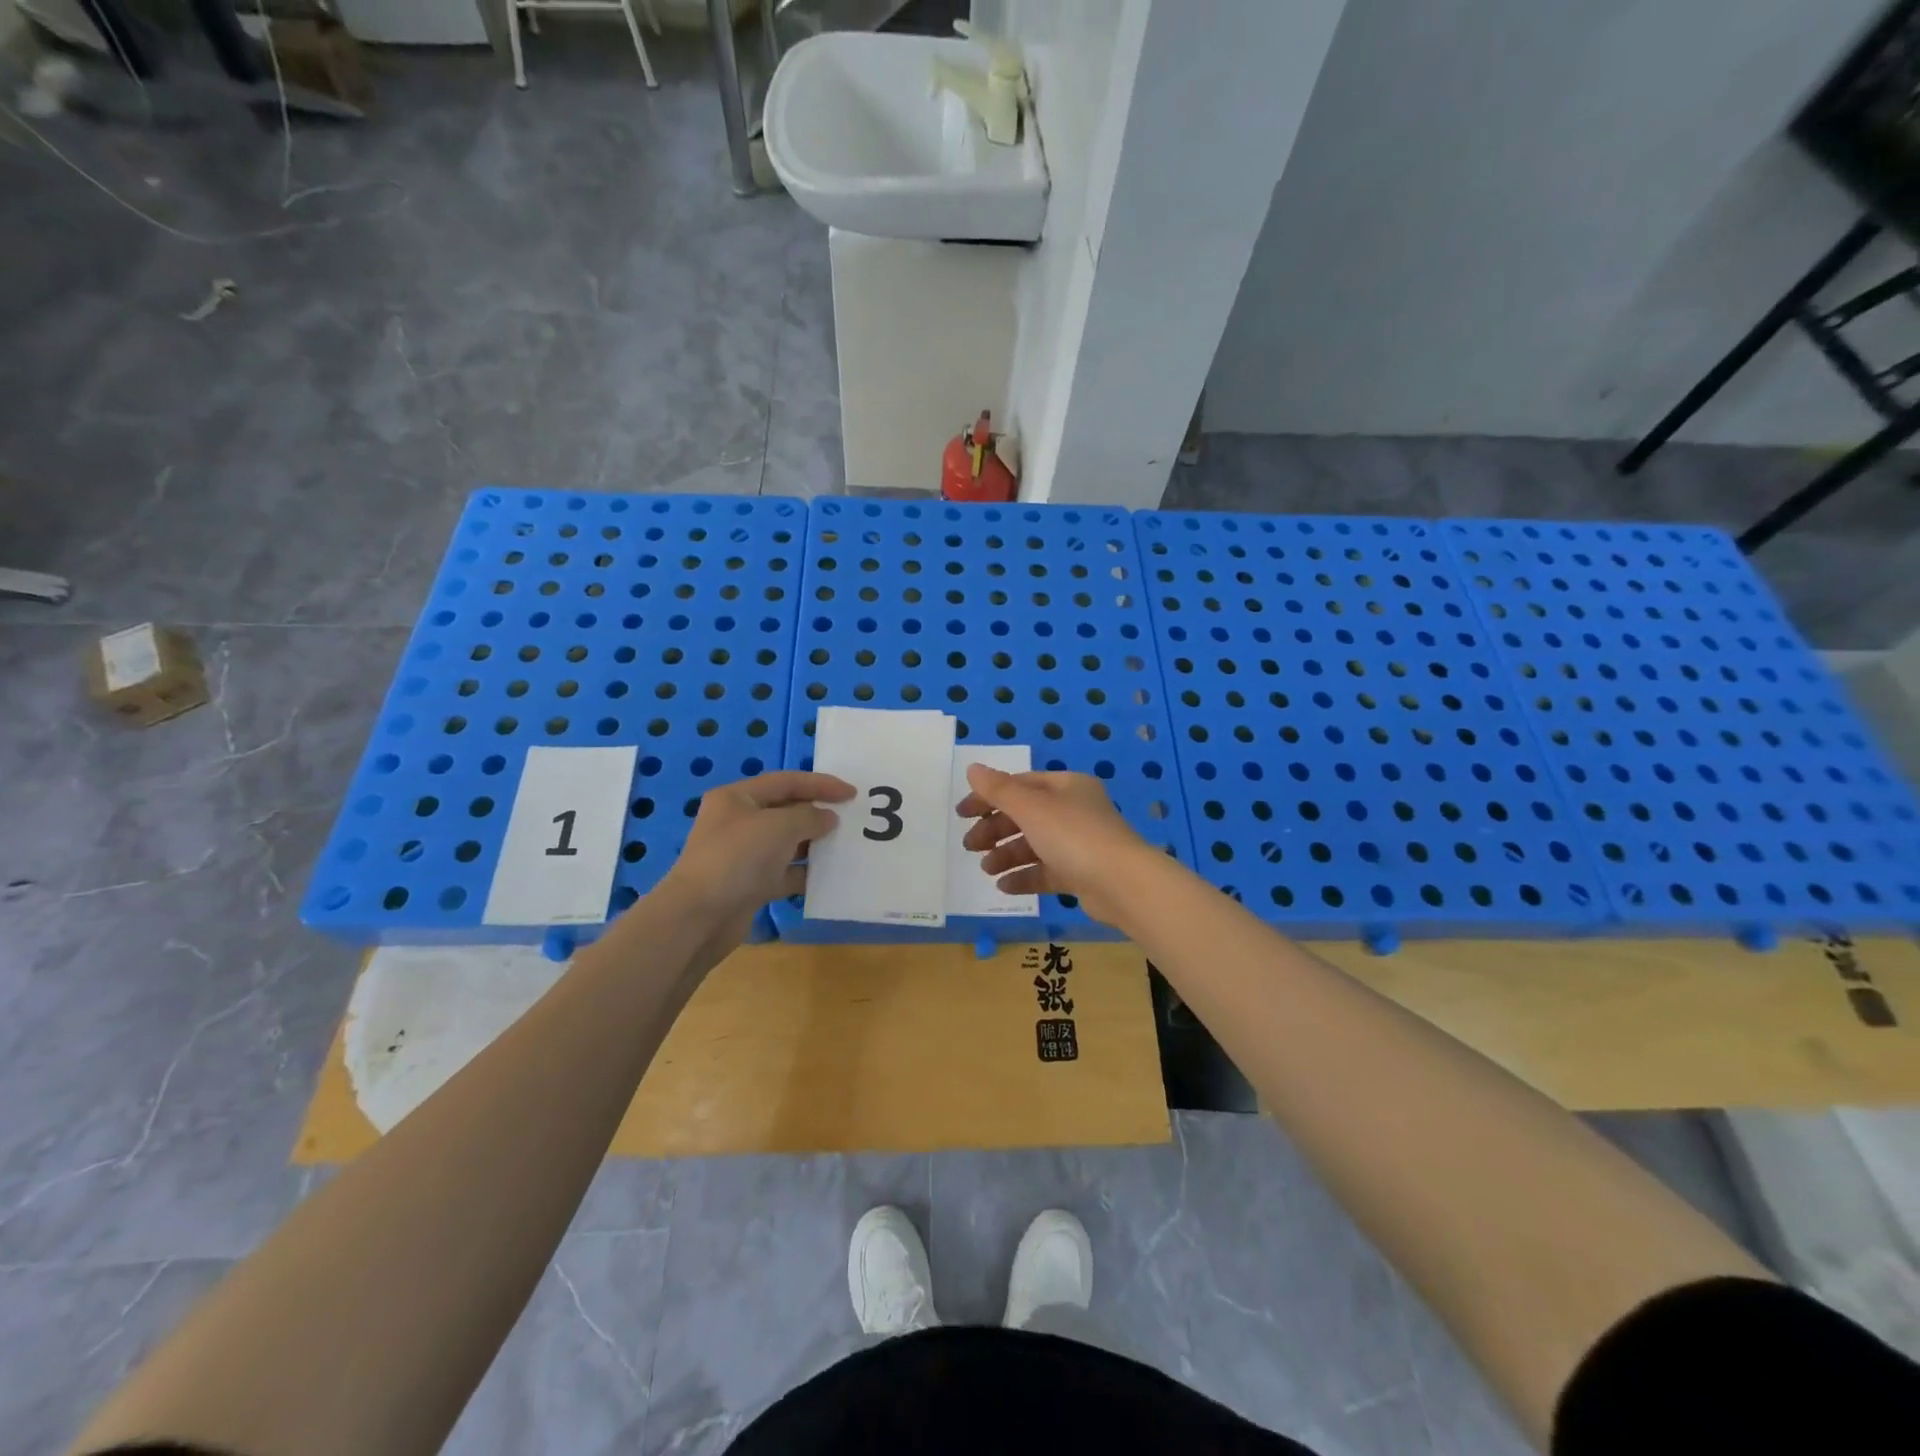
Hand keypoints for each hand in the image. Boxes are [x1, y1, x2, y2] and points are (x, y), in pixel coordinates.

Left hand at [657, 771, 854, 948]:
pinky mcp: (749, 885)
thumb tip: (828, 819)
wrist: (699, 918)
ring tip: (844, 846)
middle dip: (817, 813)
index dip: (820, 784)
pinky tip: (827, 877)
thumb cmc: (738, 858)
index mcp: (737, 798)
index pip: (786, 781)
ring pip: (786, 843)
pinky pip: (784, 873)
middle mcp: (738, 822)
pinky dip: (804, 873)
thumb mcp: (779, 826)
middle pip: (785, 810)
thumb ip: (810, 817)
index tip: (852, 794)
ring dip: (814, 844)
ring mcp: (743, 855)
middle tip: (850, 819)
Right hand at [956, 765, 1152, 925]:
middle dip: (995, 830)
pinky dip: (1024, 876)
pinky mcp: (1081, 873)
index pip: (1020, 785)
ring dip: (1006, 855)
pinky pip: (1046, 871)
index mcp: (1066, 786)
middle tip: (969, 846)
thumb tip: (973, 768)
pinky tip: (1003, 887)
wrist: (1122, 883)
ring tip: (986, 869)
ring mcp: (1079, 843)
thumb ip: (998, 789)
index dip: (989, 797)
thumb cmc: (1073, 835)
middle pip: (1025, 815)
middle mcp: (1074, 810)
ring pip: (1034, 845)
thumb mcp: (1030, 807)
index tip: (962, 814)